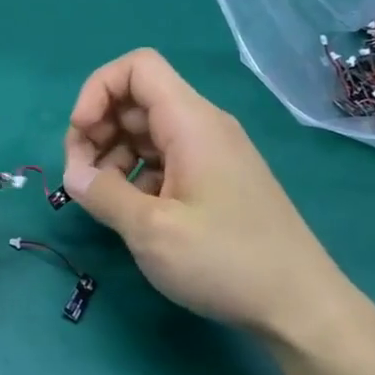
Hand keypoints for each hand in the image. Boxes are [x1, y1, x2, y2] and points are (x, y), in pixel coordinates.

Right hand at [63, 49, 374, 350]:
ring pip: (146, 132)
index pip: (137, 67)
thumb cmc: (225, 261)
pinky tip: (130, 212)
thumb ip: (103, 195)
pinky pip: (164, 160)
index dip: (97, 90)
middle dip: (97, 130)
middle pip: (136, 100)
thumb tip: (73, 175)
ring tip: (100, 199)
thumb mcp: (151, 230)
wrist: (301, 307)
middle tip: (79, 177)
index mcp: (191, 122)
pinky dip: (136, 175)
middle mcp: (203, 127)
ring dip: (112, 156)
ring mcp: (211, 154)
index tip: (80, 138)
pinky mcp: (215, 182)